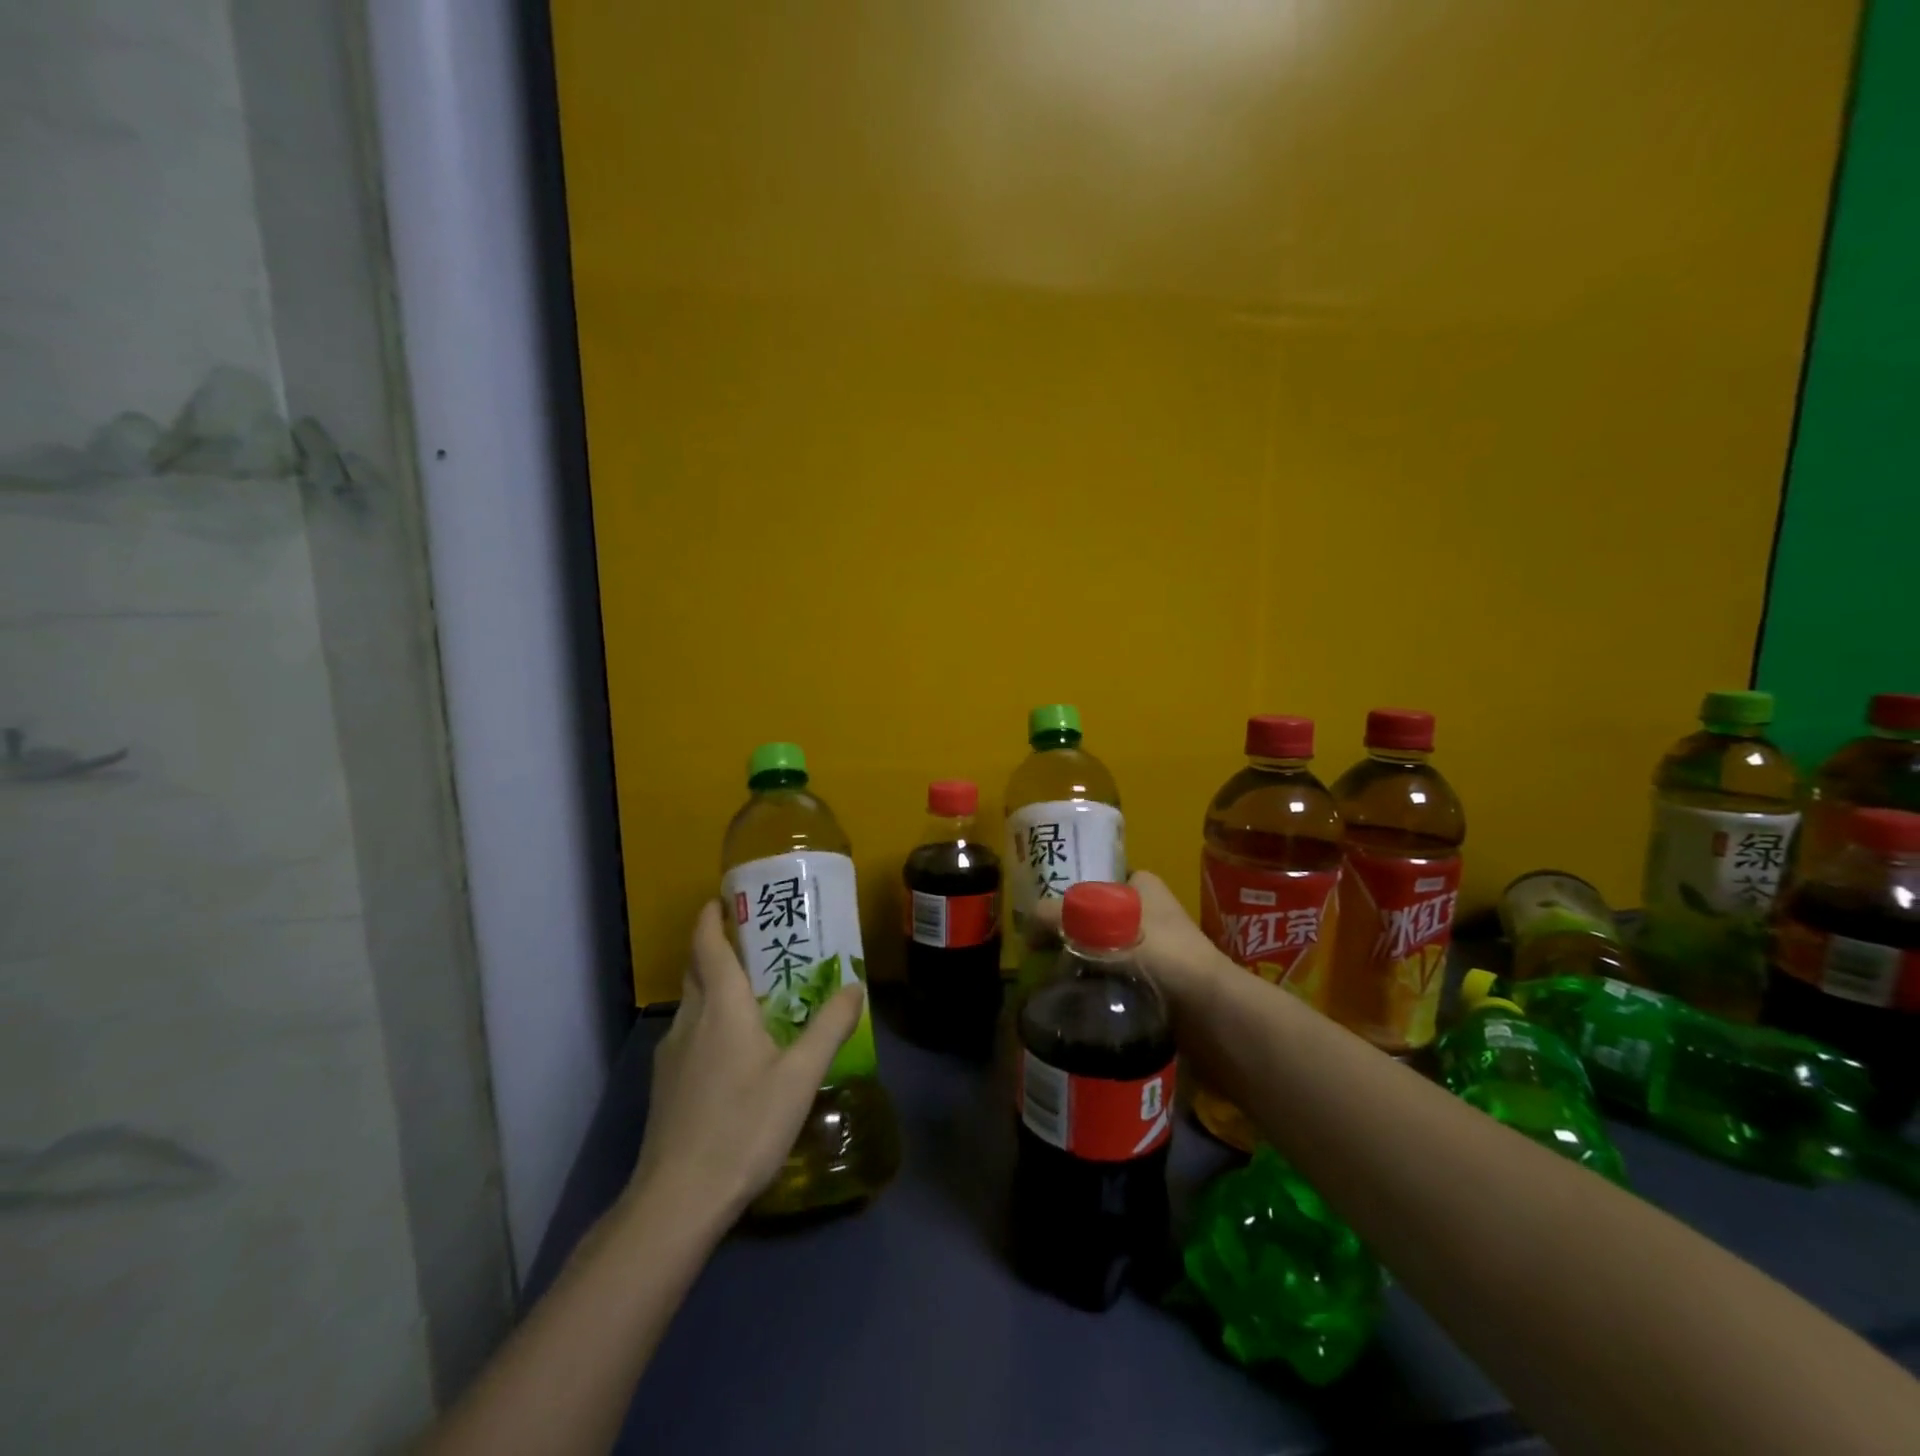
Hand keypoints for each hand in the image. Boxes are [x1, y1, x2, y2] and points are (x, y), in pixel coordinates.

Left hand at [624, 900, 865, 1227]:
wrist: (678, 1199)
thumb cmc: (744, 1126)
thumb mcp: (800, 1076)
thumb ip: (829, 1027)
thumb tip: (854, 985)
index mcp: (721, 1006)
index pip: (708, 943)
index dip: (713, 916)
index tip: (726, 898)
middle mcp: (690, 1019)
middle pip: (698, 968)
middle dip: (718, 946)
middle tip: (756, 941)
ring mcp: (671, 1054)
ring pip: (692, 1002)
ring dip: (715, 985)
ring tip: (753, 993)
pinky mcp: (666, 1085)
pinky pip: (690, 1034)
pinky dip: (710, 1021)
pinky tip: (735, 1050)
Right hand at [1021, 869, 1226, 1011]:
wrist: (1213, 1013)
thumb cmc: (1162, 956)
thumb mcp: (1103, 927)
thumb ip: (1061, 918)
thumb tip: (1027, 922)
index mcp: (1144, 887)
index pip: (1095, 883)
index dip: (1067, 899)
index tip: (1043, 922)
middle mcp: (1151, 913)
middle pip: (1097, 919)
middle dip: (1072, 935)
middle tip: (1042, 954)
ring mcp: (1158, 951)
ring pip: (1106, 951)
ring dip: (1083, 965)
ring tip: (1054, 981)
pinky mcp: (1159, 985)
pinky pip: (1118, 980)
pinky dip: (1099, 989)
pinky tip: (1078, 1001)